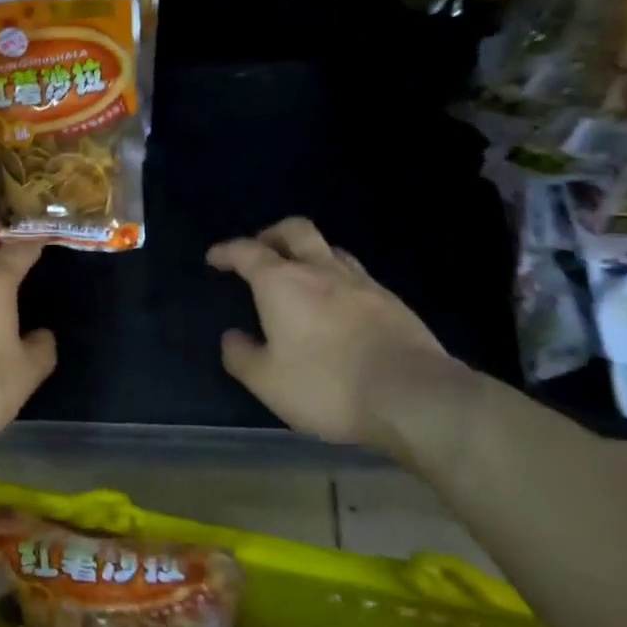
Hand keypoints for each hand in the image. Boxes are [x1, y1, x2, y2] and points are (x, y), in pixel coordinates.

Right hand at [208, 217, 479, 458]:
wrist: (412, 395)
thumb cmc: (327, 385)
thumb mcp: (268, 381)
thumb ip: (242, 356)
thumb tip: (232, 337)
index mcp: (281, 282)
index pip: (247, 251)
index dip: (227, 251)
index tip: (215, 257)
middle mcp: (319, 270)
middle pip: (295, 230)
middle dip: (272, 234)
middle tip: (261, 249)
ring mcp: (360, 282)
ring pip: (330, 249)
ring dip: (309, 254)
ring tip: (302, 275)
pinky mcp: (391, 301)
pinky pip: (357, 276)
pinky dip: (339, 280)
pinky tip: (341, 305)